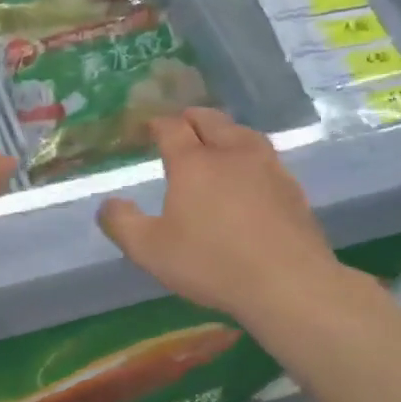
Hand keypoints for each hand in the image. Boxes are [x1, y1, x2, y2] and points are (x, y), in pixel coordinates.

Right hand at [98, 108, 340, 319]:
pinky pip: (266, 157)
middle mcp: (230, 154)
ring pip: (243, 133)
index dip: (157, 124)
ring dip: (225, 130)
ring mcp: (267, 168)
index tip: (148, 127)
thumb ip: (121, 223)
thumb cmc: (211, 263)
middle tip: (181, 124)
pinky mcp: (292, 188)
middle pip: (211, 120)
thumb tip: (109, 203)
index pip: (172, 128)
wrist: (288, 283)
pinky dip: (249, 154)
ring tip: (217, 139)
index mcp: (193, 163)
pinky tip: (249, 172)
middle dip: (192, 118)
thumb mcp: (149, 250)